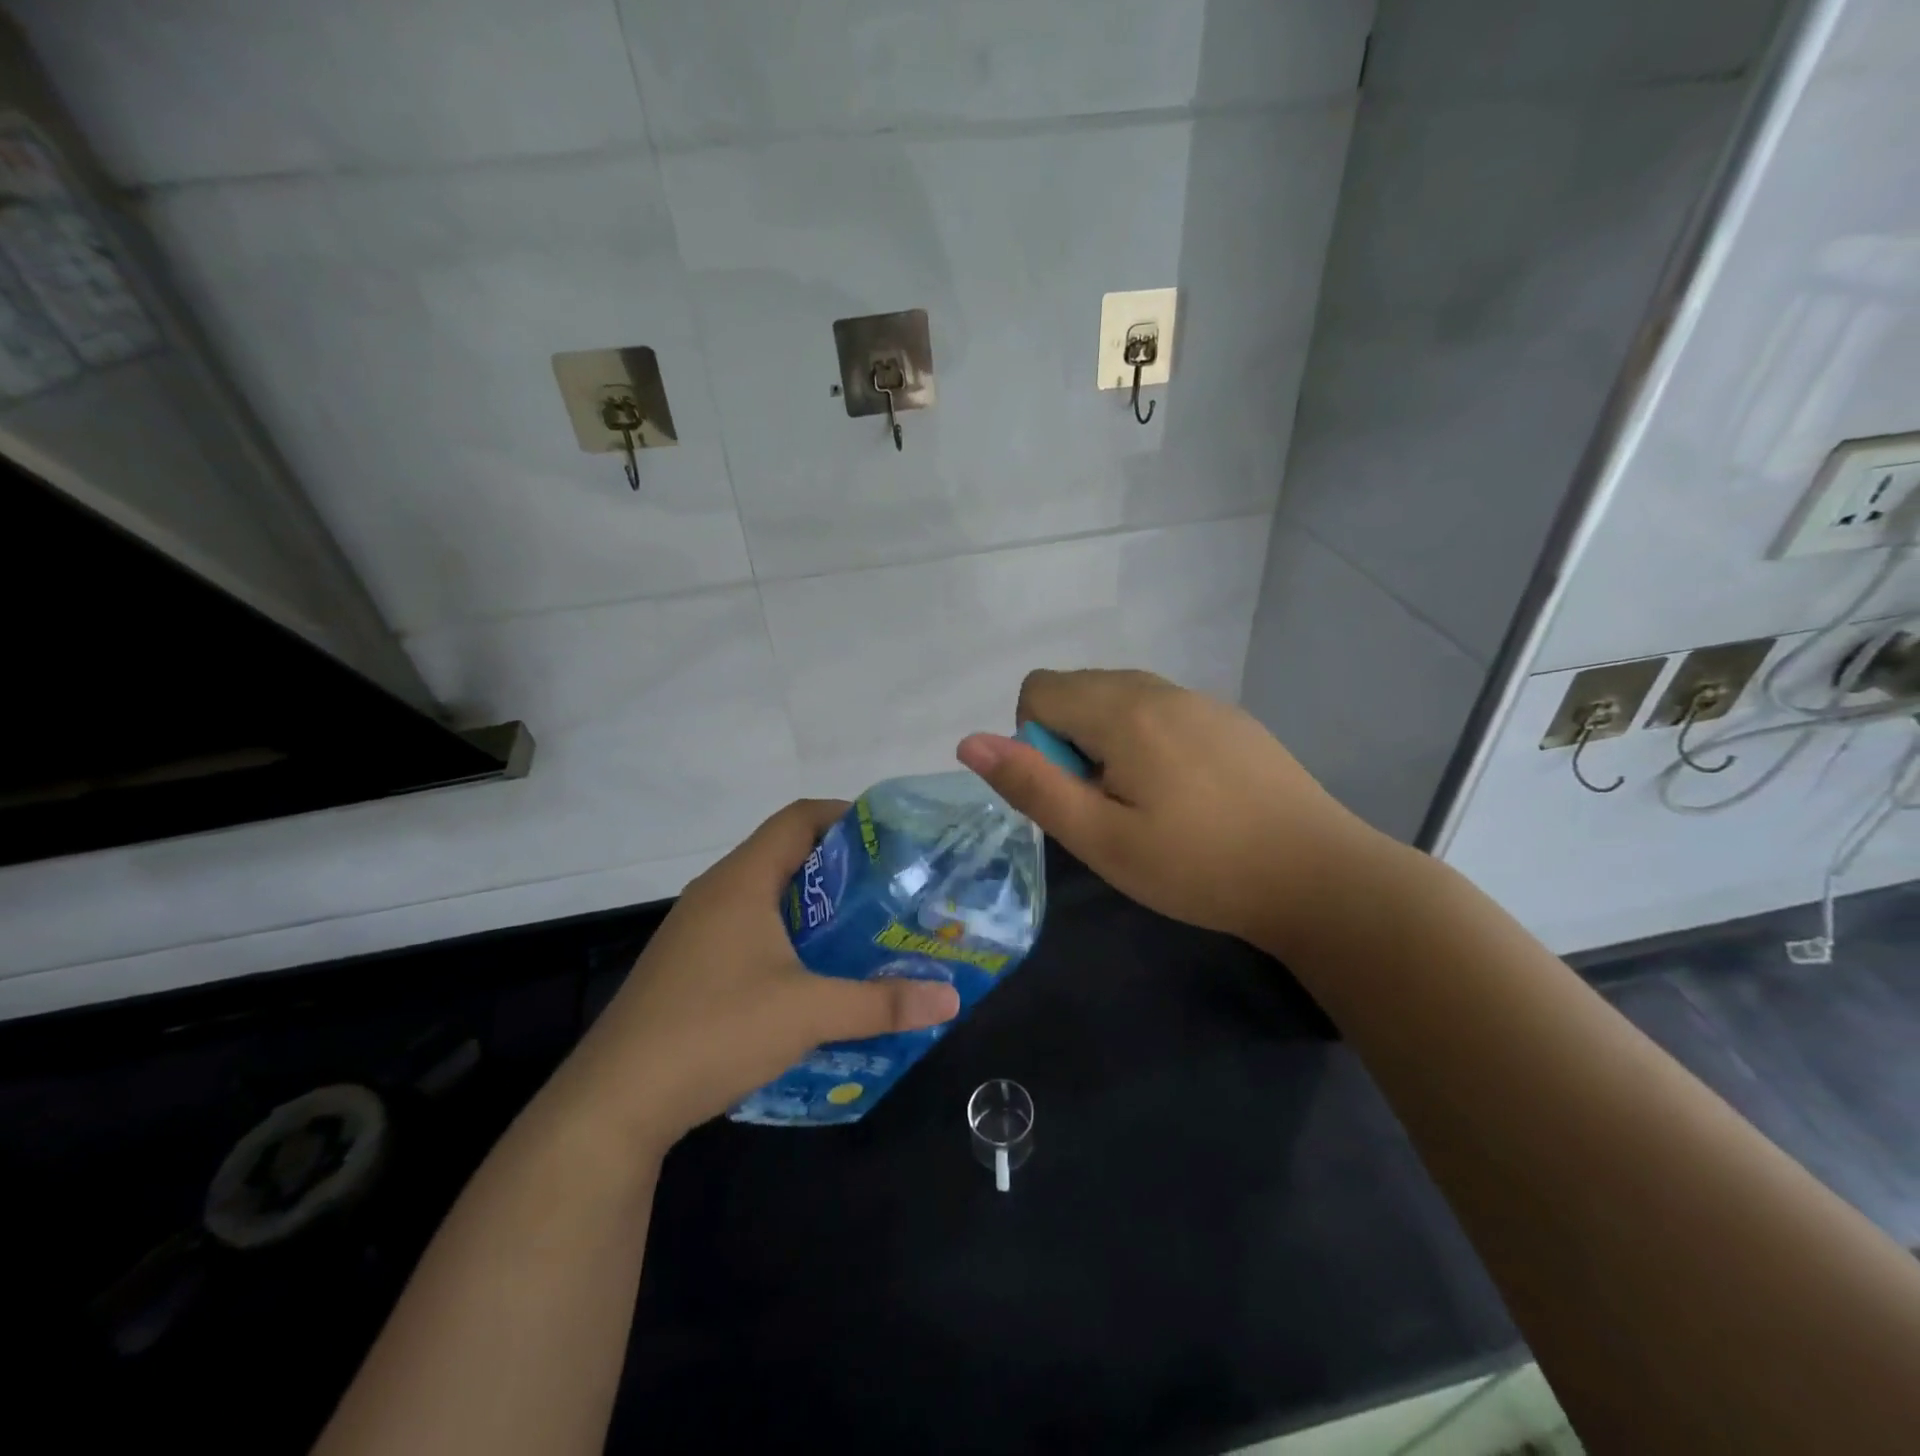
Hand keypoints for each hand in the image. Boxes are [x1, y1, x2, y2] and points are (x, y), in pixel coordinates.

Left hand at [551, 799, 960, 1148]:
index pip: (798, 818)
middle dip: (838, 867)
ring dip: (811, 905)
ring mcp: (696, 930)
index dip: (845, 816)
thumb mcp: (808, 1015)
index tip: (890, 838)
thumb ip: (881, 1003)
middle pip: (785, 854)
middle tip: (889, 888)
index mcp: (742, 881)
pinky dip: (785, 935)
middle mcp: (715, 893)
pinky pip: (746, 928)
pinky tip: (811, 974)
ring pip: (765, 895)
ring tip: (861, 928)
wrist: (615, 1101)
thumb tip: (950, 1000)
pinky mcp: (687, 965)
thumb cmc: (715, 1031)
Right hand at [957, 668, 1376, 952]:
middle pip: (1078, 689)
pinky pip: (1161, 711)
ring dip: (1107, 741)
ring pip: (1120, 699)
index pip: (1038, 690)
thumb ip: (1031, 785)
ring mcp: (1200, 700)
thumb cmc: (1198, 866)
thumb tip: (968, 741)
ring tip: (1144, 804)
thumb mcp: (1101, 839)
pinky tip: (1185, 796)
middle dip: (1070, 741)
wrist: (1318, 876)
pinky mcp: (1229, 719)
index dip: (1034, 742)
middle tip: (1107, 807)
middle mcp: (1158, 688)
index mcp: (1122, 710)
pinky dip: (1147, 741)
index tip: (1072, 793)